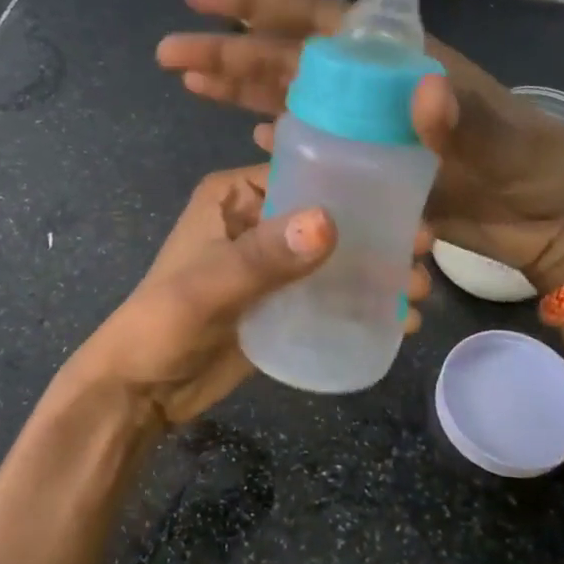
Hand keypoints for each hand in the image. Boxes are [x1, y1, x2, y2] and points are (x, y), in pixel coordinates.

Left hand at [60, 164, 431, 428]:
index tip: (406, 201)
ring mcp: (272, 267)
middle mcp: (257, 222)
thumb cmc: (163, 323)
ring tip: (420, 292)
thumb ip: (265, 257)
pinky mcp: (282, 305)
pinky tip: (401, 319)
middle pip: (326, 217)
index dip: (352, 184)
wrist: (141, 391)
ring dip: (376, 270)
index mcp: (233, 196)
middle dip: (375, 232)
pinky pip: (328, 294)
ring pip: (334, 257)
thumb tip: (329, 223)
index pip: (302, 172)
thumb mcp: (210, 286)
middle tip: (423, 250)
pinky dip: (361, 302)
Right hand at [155, 0, 563, 291]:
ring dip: (241, 89)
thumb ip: (463, 121)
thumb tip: (420, 92)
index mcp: (400, 61)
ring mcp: (367, 128)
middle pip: (289, 60)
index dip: (260, 6)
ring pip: (291, 98)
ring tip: (189, 81)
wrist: (555, 222)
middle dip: (230, 52)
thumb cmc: (537, 166)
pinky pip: (314, 144)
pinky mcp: (369, 167)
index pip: (318, 21)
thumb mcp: (506, 140)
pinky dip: (281, 135)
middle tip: (170, 54)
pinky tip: (250, 131)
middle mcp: (374, 87)